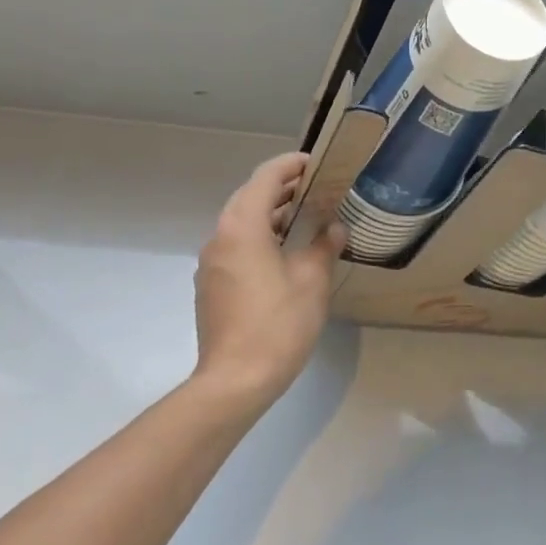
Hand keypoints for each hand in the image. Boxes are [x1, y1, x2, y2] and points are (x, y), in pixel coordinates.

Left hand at [193, 152, 346, 411]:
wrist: (234, 381)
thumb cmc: (277, 324)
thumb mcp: (311, 281)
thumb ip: (323, 246)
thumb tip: (333, 229)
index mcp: (242, 227)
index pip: (265, 178)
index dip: (290, 165)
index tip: (316, 164)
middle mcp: (220, 237)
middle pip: (249, 197)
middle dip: (282, 189)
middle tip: (316, 189)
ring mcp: (211, 263)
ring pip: (241, 223)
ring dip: (271, 214)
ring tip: (306, 219)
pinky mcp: (211, 286)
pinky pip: (236, 246)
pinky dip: (260, 237)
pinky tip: (284, 254)